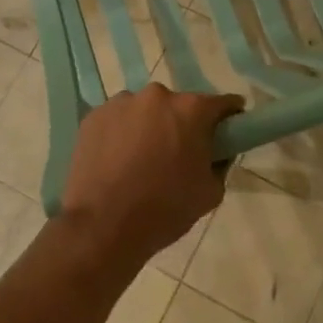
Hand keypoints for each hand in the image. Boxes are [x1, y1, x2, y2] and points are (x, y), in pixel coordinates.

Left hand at [59, 85, 244, 268]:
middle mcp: (157, 96)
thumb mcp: (210, 192)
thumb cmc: (164, 209)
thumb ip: (220, 164)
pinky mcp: (93, 116)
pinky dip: (121, 134)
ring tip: (140, 159)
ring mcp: (121, 103)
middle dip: (182, 124)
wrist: (103, 227)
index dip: (229, 116)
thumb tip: (217, 153)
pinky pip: (117, 120)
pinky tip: (116, 161)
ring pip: (144, 111)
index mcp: (191, 110)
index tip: (228, 129)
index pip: (221, 104)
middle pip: (178, 105)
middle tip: (178, 153)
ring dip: (148, 127)